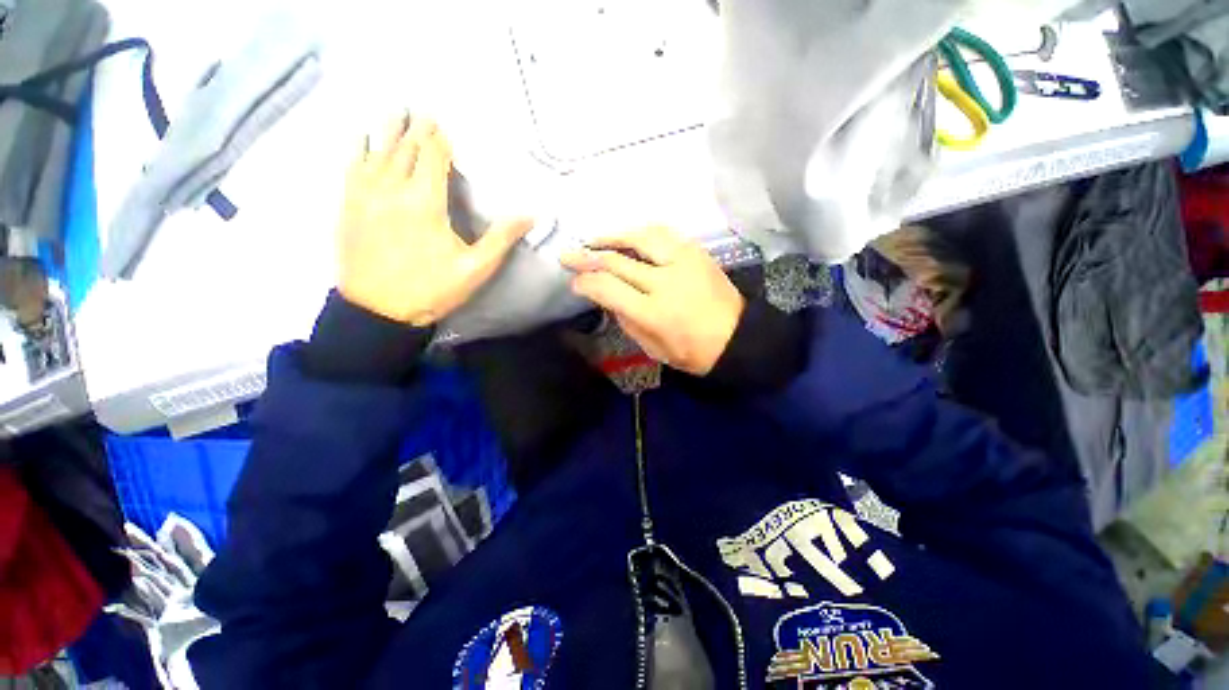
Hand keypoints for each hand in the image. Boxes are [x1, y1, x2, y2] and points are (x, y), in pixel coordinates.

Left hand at [337, 115, 532, 325]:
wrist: (378, 311)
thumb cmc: (432, 290)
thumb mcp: (475, 269)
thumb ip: (501, 239)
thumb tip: (530, 215)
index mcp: (426, 203)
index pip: (433, 159)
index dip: (439, 141)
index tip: (444, 126)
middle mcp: (392, 190)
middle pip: (406, 150)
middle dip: (417, 130)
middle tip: (423, 111)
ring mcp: (365, 196)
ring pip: (379, 153)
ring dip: (390, 131)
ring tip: (397, 111)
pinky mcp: (349, 206)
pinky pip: (352, 167)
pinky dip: (358, 148)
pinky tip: (362, 136)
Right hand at [560, 226, 744, 374]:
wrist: (736, 337)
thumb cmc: (691, 351)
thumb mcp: (652, 347)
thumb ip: (625, 320)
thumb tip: (606, 296)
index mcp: (653, 312)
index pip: (608, 288)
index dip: (586, 282)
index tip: (575, 282)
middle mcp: (666, 281)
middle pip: (617, 261)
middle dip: (586, 257)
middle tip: (568, 254)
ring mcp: (683, 261)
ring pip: (640, 237)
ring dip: (612, 236)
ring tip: (595, 240)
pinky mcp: (696, 252)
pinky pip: (663, 233)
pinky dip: (640, 233)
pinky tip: (628, 237)